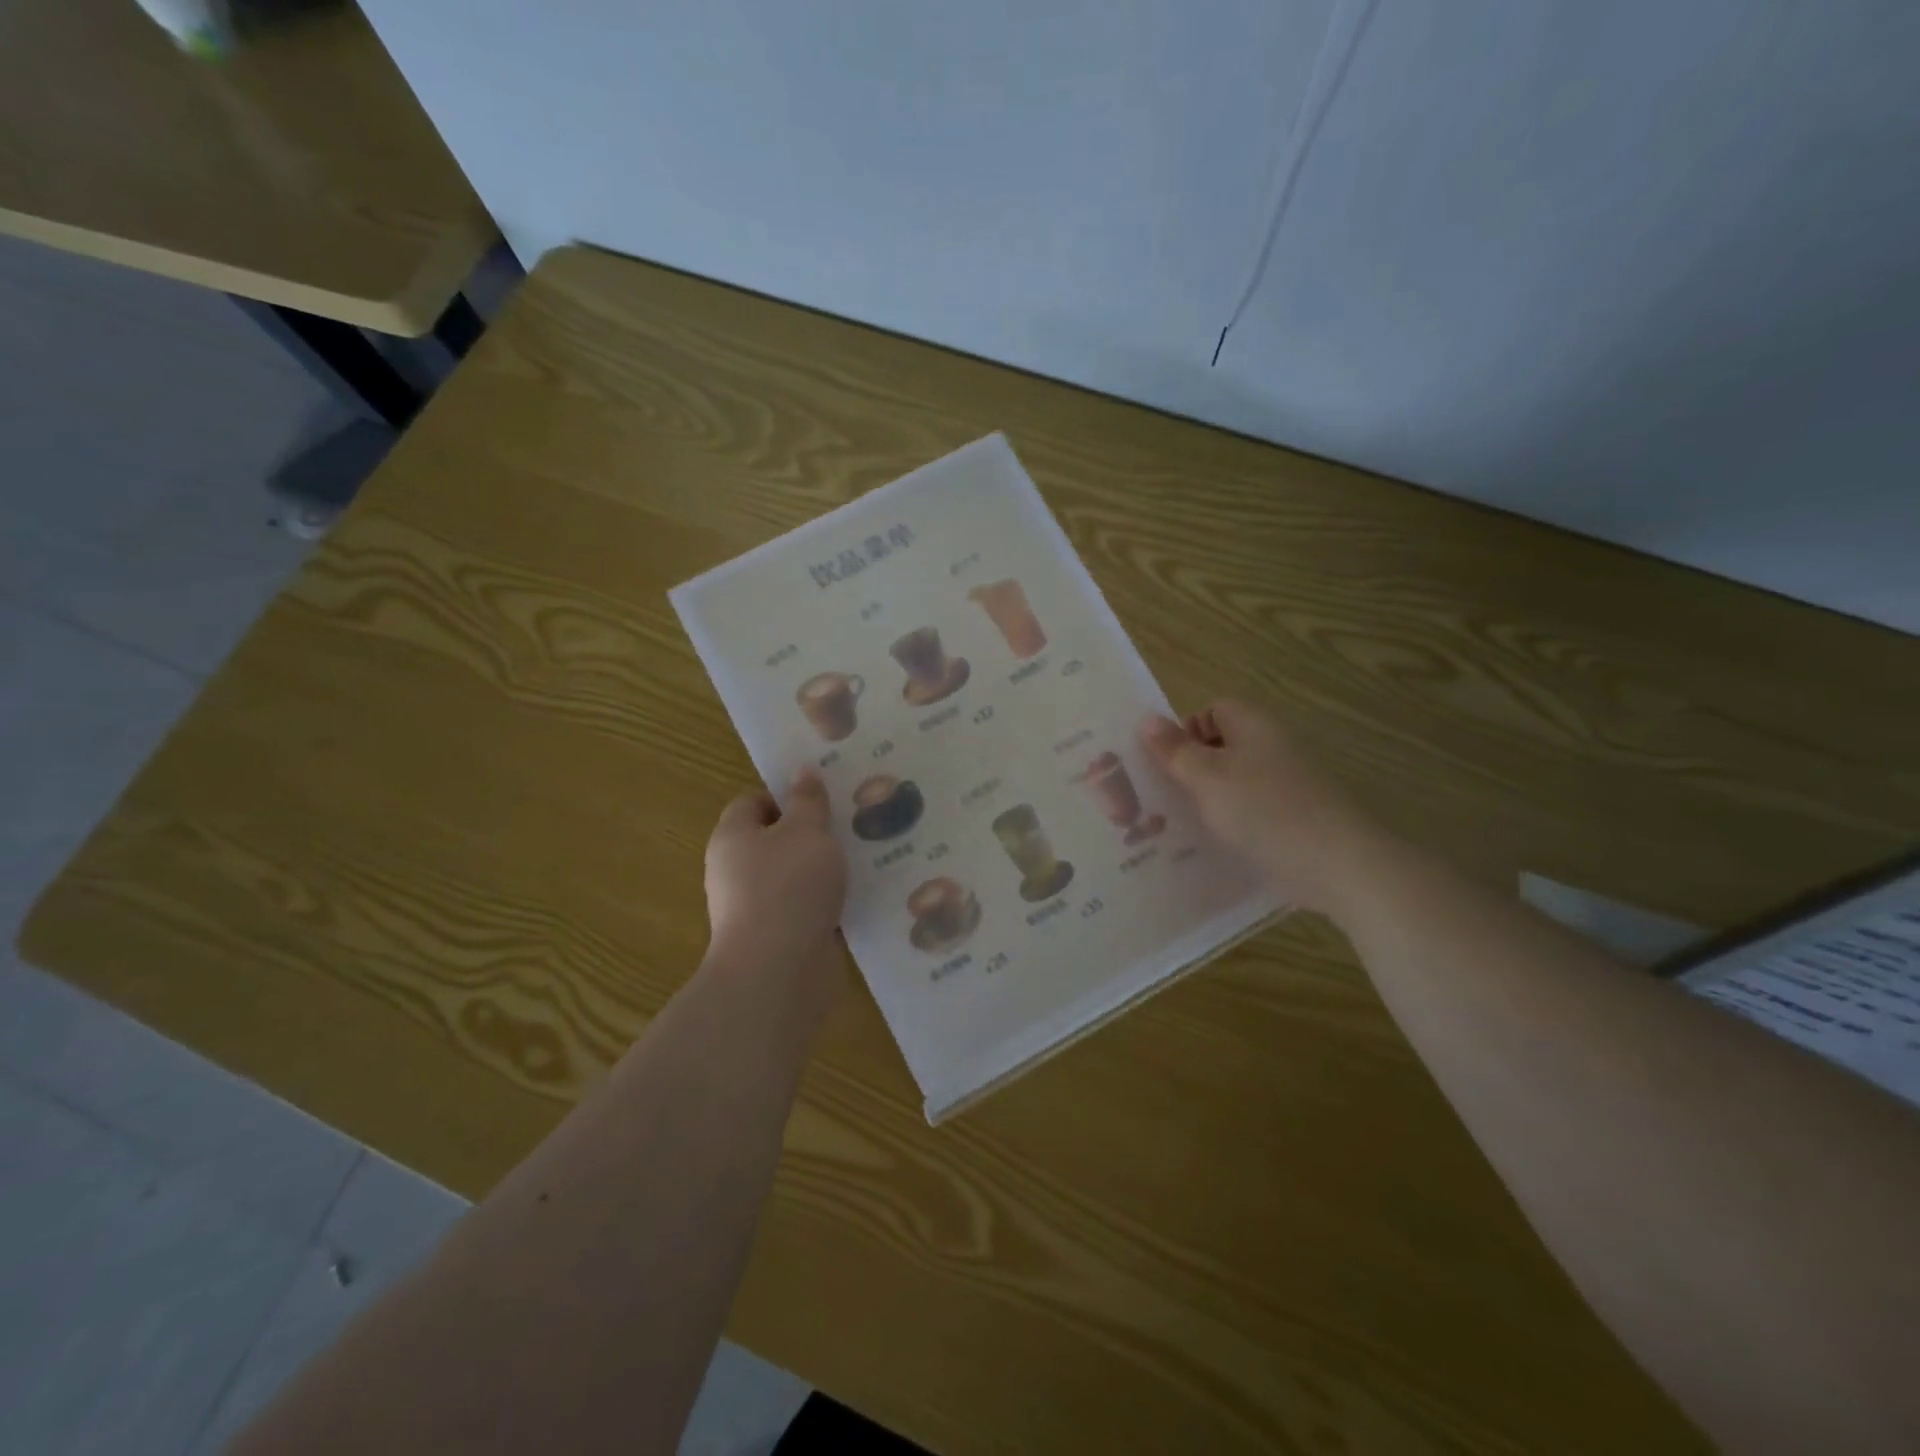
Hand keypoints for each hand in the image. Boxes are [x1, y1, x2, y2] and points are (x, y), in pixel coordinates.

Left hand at [703, 769, 847, 988]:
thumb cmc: (788, 887)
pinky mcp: (785, 937)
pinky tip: (869, 893)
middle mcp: (739, 871)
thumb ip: (808, 801)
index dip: (787, 794)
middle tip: (857, 819)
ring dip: (830, 868)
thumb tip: (802, 772)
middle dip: (817, 831)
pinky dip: (835, 902)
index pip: (754, 802)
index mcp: (734, 837)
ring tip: (872, 852)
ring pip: (800, 875)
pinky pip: (812, 908)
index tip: (826, 795)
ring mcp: (761, 907)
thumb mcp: (806, 831)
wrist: (779, 973)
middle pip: (779, 839)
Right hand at [1139, 699, 1378, 915]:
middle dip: (1191, 768)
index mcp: (1253, 725)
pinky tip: (1215, 844)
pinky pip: (1251, 809)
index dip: (1186, 731)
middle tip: (1166, 797)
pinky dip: (1232, 821)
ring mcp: (1286, 782)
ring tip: (1182, 824)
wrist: (1336, 864)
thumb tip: (1147, 719)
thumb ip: (1175, 750)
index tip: (1168, 764)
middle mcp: (1272, 746)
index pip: (1212, 709)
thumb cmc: (1264, 810)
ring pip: (1234, 780)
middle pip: (1222, 745)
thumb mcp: (1207, 777)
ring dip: (1209, 798)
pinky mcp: (1293, 816)